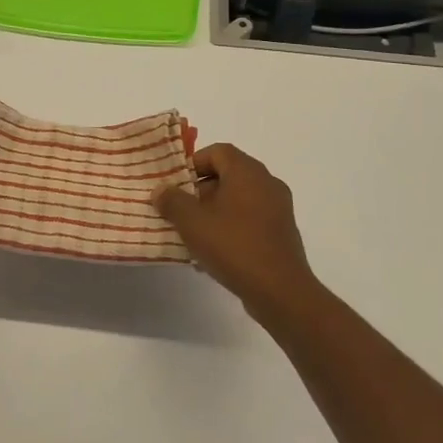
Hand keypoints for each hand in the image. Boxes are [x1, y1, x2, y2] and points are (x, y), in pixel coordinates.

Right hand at [154, 144, 321, 319]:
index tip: (176, 184)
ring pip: (239, 199)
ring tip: (193, 233)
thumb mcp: (192, 222)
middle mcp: (267, 183)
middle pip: (228, 175)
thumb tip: (161, 190)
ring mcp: (278, 209)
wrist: (280, 291)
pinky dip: (231, 227)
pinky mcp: (281, 233)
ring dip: (214, 211)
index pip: (218, 151)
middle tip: (180, 209)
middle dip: (201, 190)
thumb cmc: (233, 246)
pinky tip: (214, 253)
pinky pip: (250, 220)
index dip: (194, 162)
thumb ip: (172, 201)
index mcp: (248, 172)